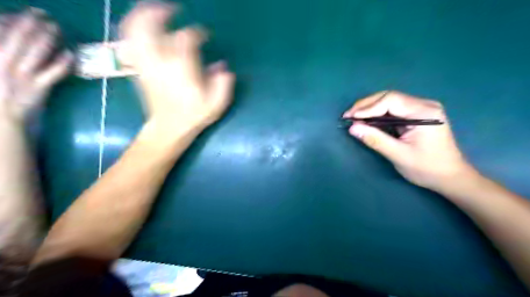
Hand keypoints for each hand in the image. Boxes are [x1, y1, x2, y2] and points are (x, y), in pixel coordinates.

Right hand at [0, 9, 71, 122]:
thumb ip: (2, 55)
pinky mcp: (39, 88)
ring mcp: (21, 76)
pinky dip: (63, 63)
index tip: (20, 14)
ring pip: (35, 52)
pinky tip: (70, 54)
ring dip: (47, 38)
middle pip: (17, 37)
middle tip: (42, 14)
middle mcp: (0, 62)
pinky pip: (53, 73)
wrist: (0, 121)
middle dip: (30, 23)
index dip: (10, 20)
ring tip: (56, 28)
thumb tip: (5, 35)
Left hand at [120, 1, 234, 133]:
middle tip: (172, 9)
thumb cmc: (194, 115)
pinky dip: (133, 30)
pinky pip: (130, 42)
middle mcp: (160, 61)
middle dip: (159, 12)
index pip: (187, 38)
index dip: (197, 33)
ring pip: (134, 30)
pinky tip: (143, 29)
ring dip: (142, 16)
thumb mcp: (216, 103)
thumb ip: (223, 83)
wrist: (169, 128)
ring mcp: (146, 64)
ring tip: (155, 13)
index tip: (204, 35)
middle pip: (149, 25)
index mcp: (182, 68)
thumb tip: (223, 66)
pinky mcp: (139, 69)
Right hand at [344, 90, 475, 190]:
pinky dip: (377, 114)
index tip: (350, 118)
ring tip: (353, 117)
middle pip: (389, 97)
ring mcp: (420, 109)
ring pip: (389, 102)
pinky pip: (392, 109)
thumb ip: (375, 139)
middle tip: (348, 116)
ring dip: (369, 108)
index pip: (390, 100)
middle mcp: (423, 105)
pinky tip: (366, 120)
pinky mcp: (415, 115)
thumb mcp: (398, 155)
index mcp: (424, 112)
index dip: (368, 108)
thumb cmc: (427, 168)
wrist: (450, 177)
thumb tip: (352, 128)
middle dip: (366, 105)